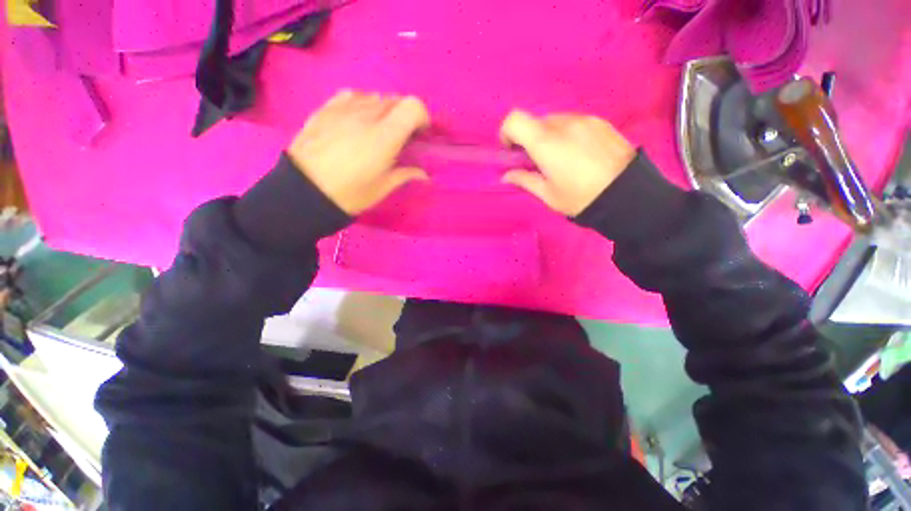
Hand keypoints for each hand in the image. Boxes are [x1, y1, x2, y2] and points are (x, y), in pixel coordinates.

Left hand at [287, 90, 430, 214]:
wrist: (304, 191)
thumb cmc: (350, 194)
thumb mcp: (383, 188)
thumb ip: (406, 174)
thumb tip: (424, 174)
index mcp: (384, 136)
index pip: (413, 106)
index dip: (422, 116)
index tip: (420, 133)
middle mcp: (366, 115)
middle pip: (395, 99)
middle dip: (404, 115)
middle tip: (401, 136)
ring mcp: (344, 108)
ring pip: (375, 96)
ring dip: (384, 110)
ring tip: (378, 130)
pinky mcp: (326, 108)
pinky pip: (352, 95)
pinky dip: (362, 104)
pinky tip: (358, 120)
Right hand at [499, 111, 635, 215]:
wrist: (628, 194)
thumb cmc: (581, 198)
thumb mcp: (548, 195)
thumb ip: (524, 180)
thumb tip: (506, 175)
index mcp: (546, 143)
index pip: (514, 120)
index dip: (507, 133)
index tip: (512, 152)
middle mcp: (563, 124)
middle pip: (535, 122)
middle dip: (530, 139)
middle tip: (538, 162)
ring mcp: (584, 119)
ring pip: (555, 121)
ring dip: (549, 137)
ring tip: (562, 159)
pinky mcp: (600, 121)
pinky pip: (574, 122)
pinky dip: (567, 134)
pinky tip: (579, 154)